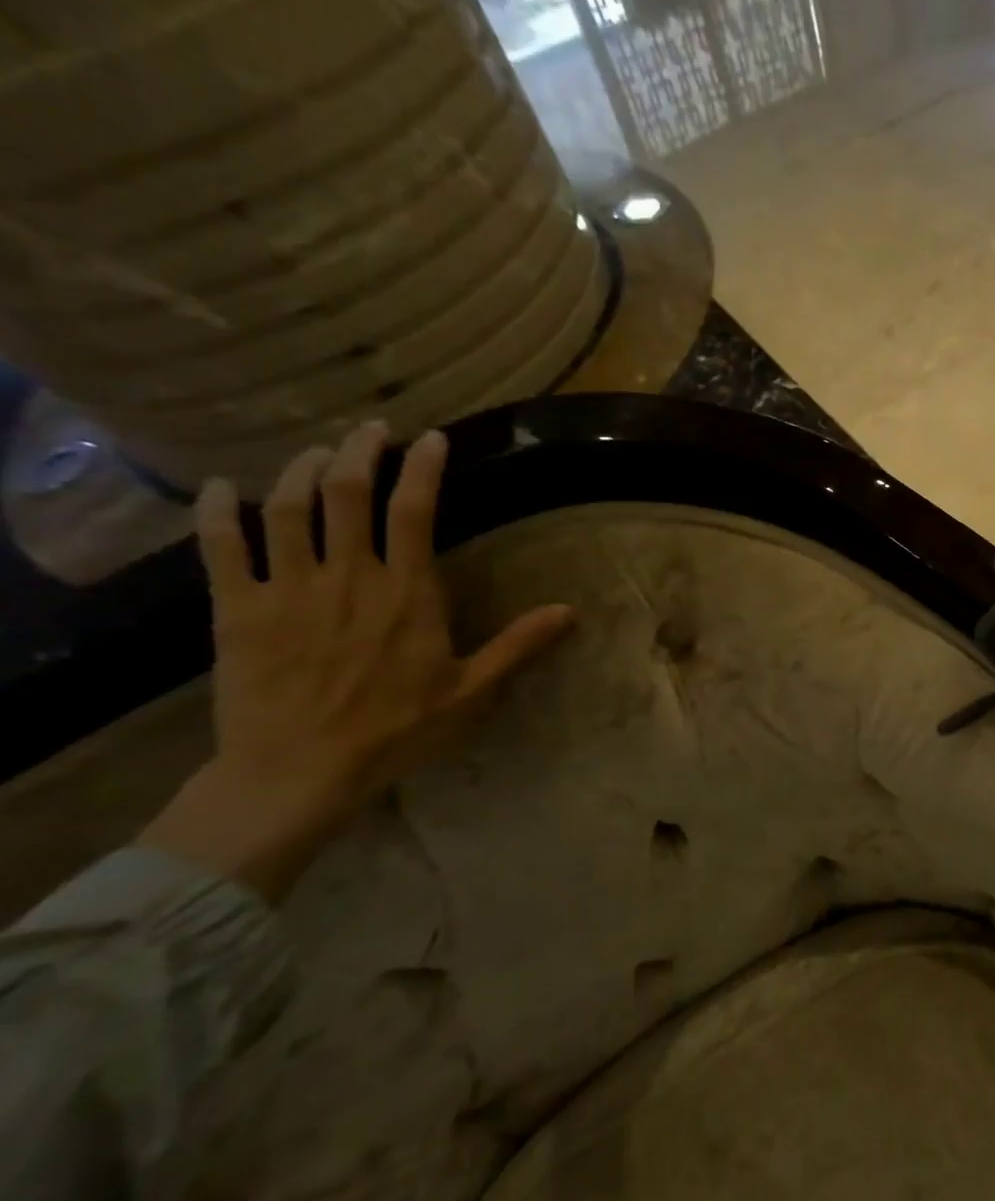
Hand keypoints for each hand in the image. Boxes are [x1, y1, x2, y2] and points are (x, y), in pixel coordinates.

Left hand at [138, 422, 574, 900]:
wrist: (299, 772)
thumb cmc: (397, 730)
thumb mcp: (472, 691)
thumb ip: (518, 645)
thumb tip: (570, 611)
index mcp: (407, 594)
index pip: (415, 513)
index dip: (423, 469)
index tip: (430, 439)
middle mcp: (348, 578)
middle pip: (347, 493)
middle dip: (359, 451)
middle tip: (371, 429)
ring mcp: (287, 589)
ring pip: (288, 507)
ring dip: (301, 469)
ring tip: (316, 451)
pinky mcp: (237, 610)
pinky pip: (221, 547)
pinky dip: (218, 511)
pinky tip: (220, 488)